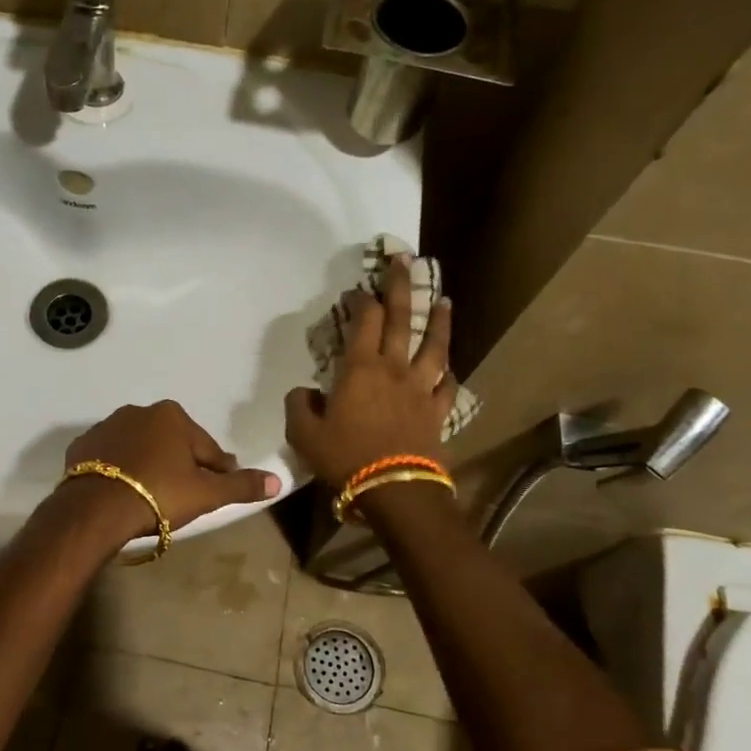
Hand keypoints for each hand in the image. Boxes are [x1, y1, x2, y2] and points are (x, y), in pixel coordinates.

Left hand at [62, 400, 279, 540]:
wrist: (96, 508)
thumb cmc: (159, 495)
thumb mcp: (206, 494)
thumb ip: (241, 485)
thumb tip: (277, 480)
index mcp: (173, 416)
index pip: (206, 448)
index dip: (215, 471)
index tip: (215, 491)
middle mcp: (139, 411)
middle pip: (171, 443)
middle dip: (179, 465)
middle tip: (182, 497)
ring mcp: (107, 426)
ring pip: (139, 448)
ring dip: (148, 465)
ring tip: (150, 497)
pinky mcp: (82, 445)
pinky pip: (110, 457)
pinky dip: (118, 470)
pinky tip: (121, 492)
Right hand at [285, 256, 455, 487]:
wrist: (394, 489)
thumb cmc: (345, 458)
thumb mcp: (303, 435)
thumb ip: (299, 406)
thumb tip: (304, 392)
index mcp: (360, 370)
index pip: (363, 323)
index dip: (362, 300)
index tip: (359, 289)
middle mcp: (394, 370)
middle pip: (401, 320)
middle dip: (401, 287)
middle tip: (405, 260)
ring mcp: (421, 389)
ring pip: (434, 347)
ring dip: (439, 321)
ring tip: (445, 300)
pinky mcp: (437, 412)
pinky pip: (447, 387)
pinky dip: (450, 374)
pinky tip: (451, 367)